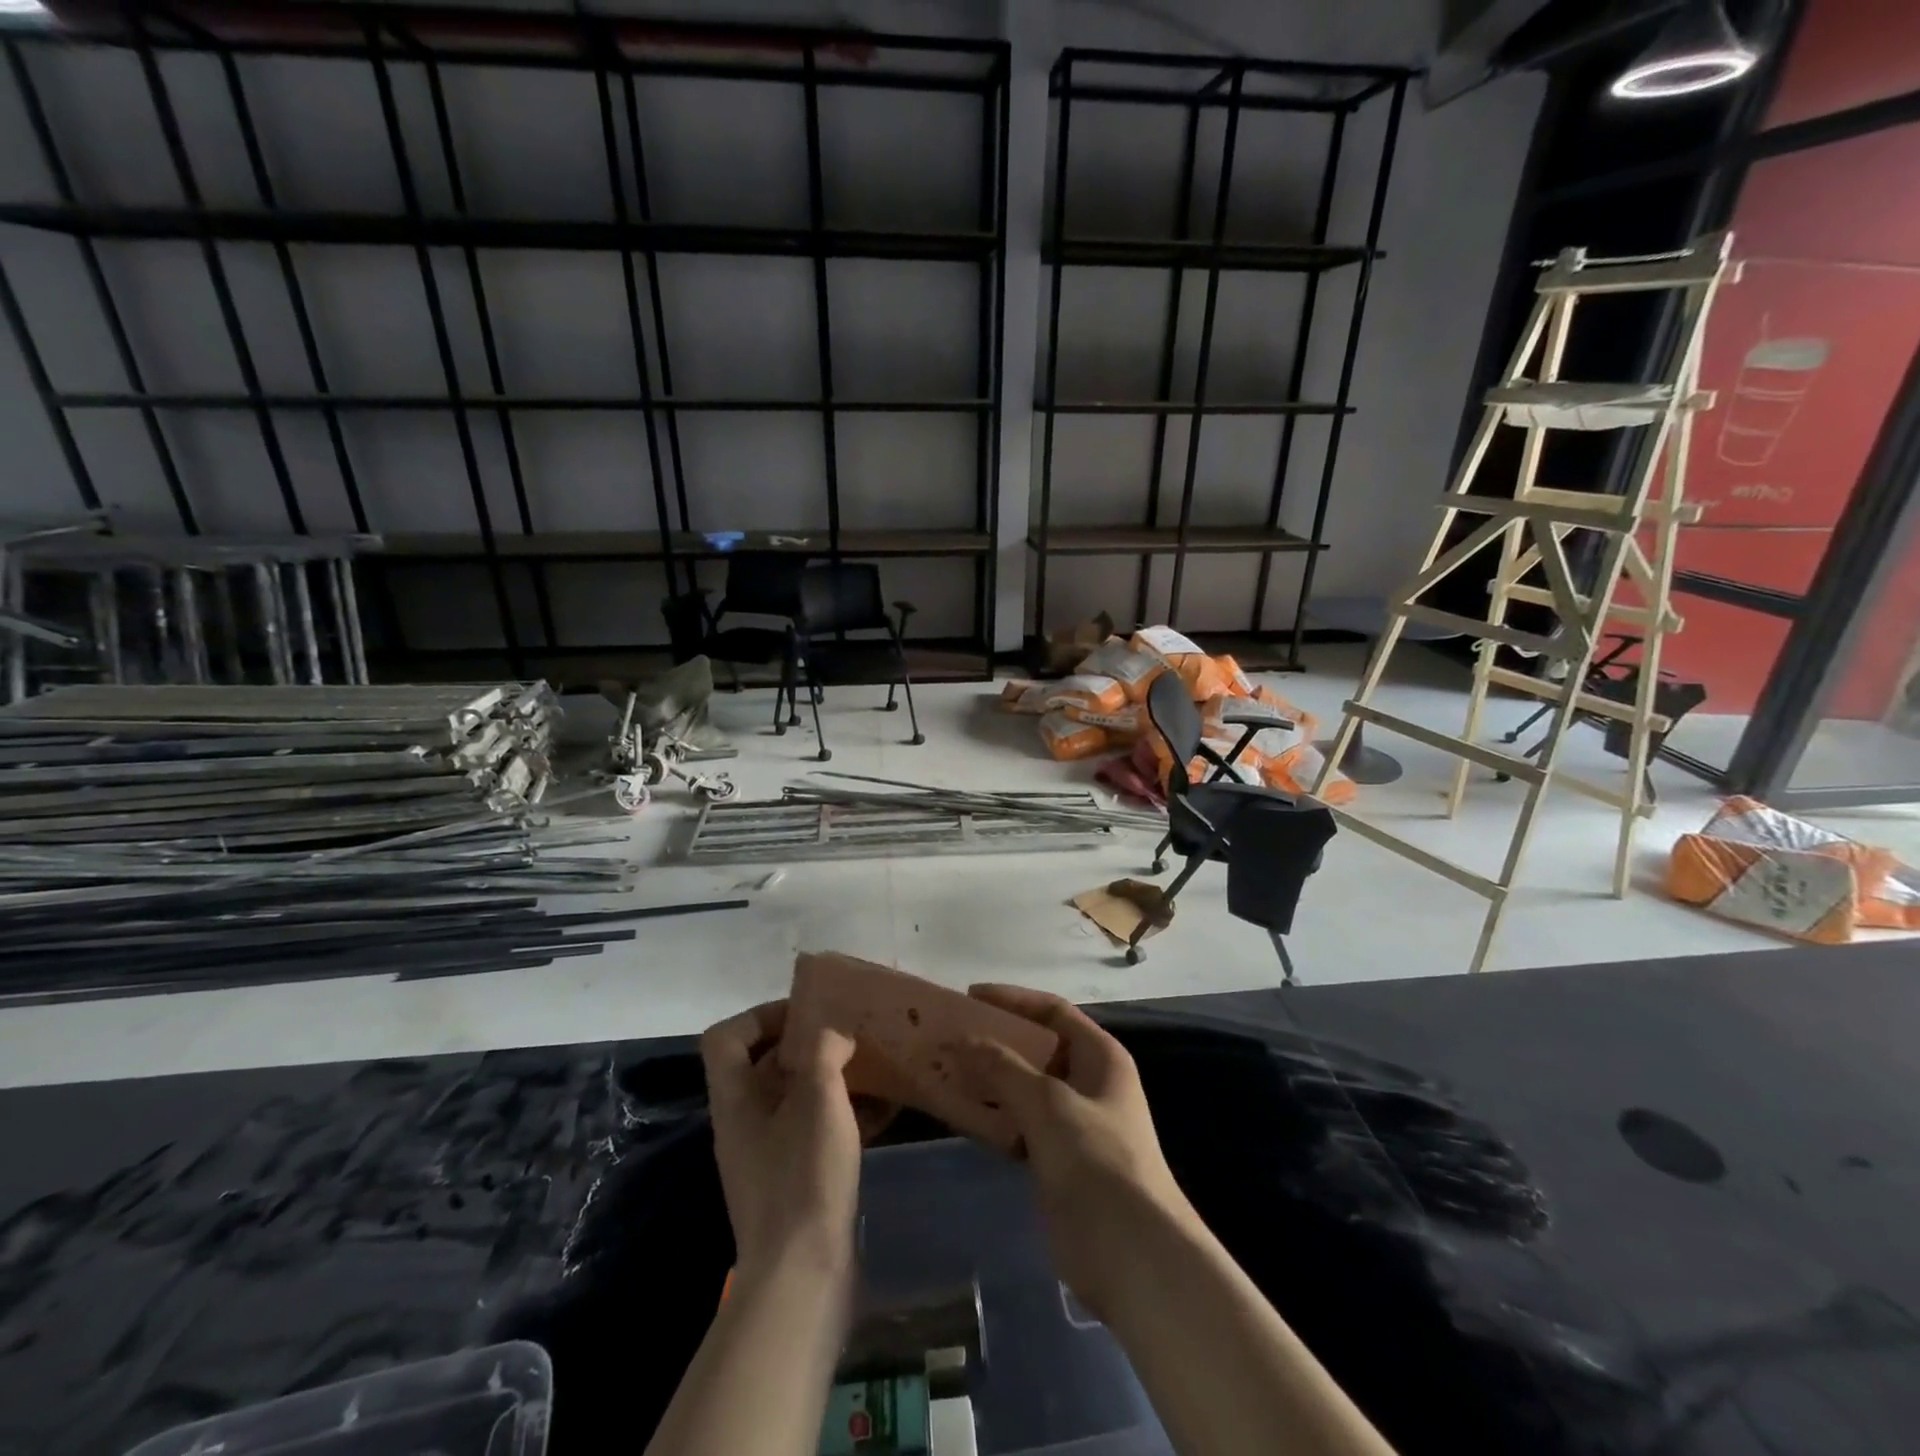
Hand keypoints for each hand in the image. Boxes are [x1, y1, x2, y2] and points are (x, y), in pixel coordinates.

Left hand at [700, 1001, 861, 1285]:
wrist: (802, 1277)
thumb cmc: (803, 1176)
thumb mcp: (817, 1099)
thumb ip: (823, 1051)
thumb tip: (834, 1034)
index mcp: (736, 1099)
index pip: (727, 1038)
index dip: (760, 1015)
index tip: (805, 1012)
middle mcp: (745, 1122)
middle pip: (765, 1064)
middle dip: (807, 1042)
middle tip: (848, 1030)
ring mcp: (769, 1154)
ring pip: (796, 1097)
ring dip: (831, 1076)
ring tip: (872, 1062)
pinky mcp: (796, 1179)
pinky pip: (817, 1129)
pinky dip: (845, 1111)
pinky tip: (886, 1107)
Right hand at [950, 984, 1196, 1319]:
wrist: (1133, 1253)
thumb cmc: (1097, 1161)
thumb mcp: (1047, 1104)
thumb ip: (1002, 1068)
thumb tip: (961, 1040)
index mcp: (1100, 1056)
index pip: (1053, 1011)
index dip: (1012, 1000)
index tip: (969, 997)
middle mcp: (1089, 1082)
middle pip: (1037, 1048)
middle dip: (995, 1041)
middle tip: (950, 1037)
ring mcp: (1075, 1123)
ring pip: (1025, 1088)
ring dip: (990, 1081)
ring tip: (946, 1071)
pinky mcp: (1059, 1160)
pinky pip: (1021, 1125)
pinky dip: (994, 1117)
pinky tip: (963, 1116)